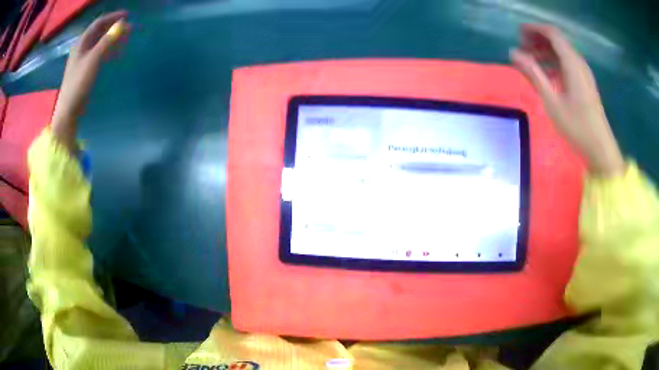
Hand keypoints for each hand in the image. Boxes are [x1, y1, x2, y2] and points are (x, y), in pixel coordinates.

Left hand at [51, 11, 129, 152]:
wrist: (69, 110)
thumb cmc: (79, 83)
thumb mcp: (94, 59)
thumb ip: (107, 40)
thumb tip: (123, 23)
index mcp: (81, 43)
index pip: (98, 23)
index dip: (113, 16)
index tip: (127, 15)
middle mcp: (81, 48)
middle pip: (98, 32)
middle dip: (113, 27)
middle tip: (128, 27)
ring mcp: (82, 60)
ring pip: (99, 42)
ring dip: (111, 38)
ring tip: (124, 38)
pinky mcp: (84, 70)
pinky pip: (98, 53)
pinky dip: (107, 49)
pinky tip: (114, 53)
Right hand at [510, 24, 624, 176]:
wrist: (601, 149)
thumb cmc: (577, 127)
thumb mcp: (552, 101)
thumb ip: (533, 74)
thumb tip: (513, 53)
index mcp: (572, 63)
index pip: (552, 33)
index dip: (534, 29)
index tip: (518, 33)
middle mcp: (579, 63)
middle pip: (557, 41)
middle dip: (538, 40)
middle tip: (522, 48)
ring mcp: (584, 74)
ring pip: (562, 53)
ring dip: (545, 52)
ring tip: (530, 61)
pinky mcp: (585, 84)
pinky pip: (568, 65)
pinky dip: (555, 63)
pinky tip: (547, 75)